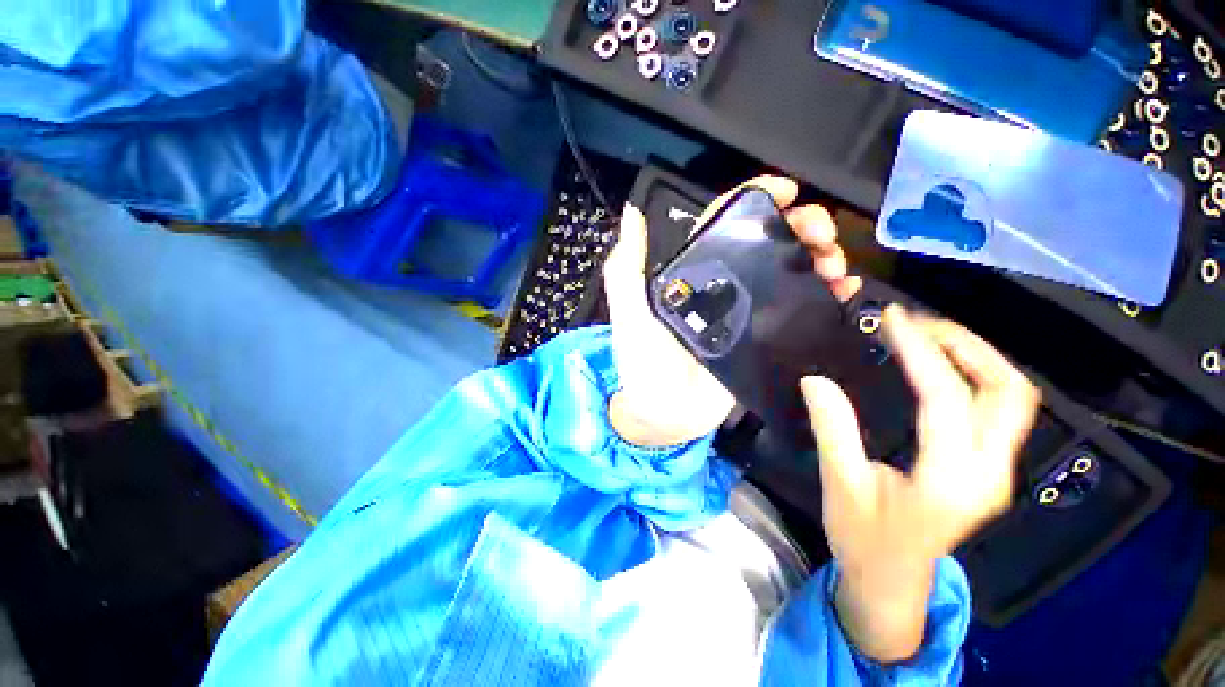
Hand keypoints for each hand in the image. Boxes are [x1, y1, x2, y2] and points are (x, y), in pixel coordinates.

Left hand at [605, 176, 861, 446]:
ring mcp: (749, 313)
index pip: (725, 225)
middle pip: (768, 244)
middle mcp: (725, 287)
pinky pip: (801, 312)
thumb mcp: (630, 312)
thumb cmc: (642, 362)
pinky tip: (846, 289)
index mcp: (695, 274)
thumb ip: (627, 267)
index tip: (786, 190)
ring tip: (835, 263)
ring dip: (819, 258)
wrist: (664, 414)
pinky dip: (827, 296)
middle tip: (823, 232)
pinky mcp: (767, 340)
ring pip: (791, 273)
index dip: (755, 200)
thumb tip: (633, 211)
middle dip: (801, 227)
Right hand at [801, 306, 1039, 662]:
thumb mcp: (842, 484)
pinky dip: (974, 375)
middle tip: (917, 324)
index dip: (920, 351)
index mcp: (950, 479)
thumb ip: (832, 430)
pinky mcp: (989, 469)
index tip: (893, 318)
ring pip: (1012, 397)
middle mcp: (989, 472)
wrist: (892, 582)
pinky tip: (939, 367)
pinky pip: (998, 409)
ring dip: (975, 357)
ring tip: (927, 337)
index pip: (946, 398)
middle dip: (966, 346)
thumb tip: (814, 380)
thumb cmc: (864, 538)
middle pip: (1007, 391)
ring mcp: (996, 471)